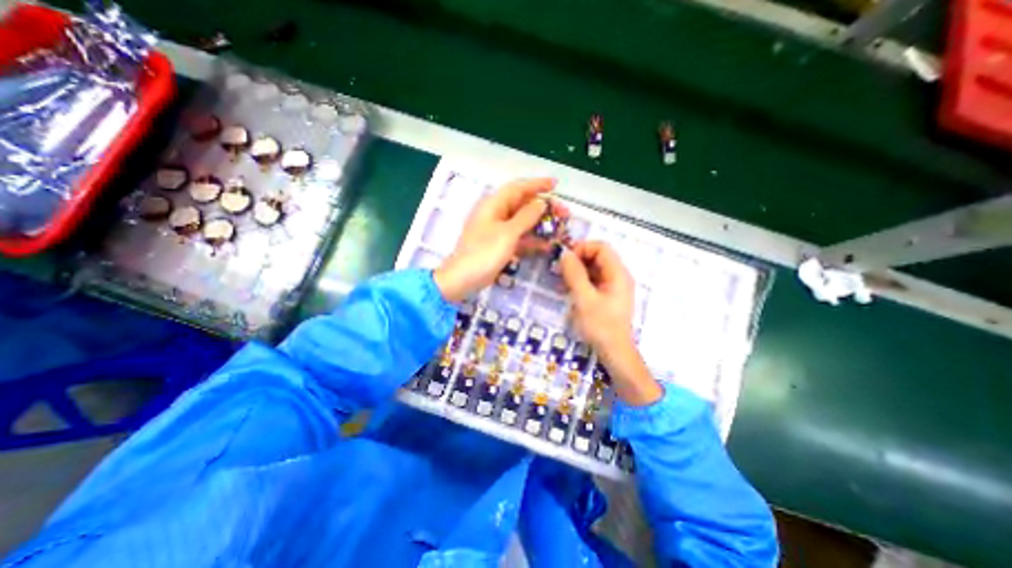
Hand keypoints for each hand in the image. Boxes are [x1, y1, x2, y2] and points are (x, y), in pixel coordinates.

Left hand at [435, 176, 560, 300]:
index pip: (517, 188)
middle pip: (523, 205)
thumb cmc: (484, 252)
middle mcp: (496, 214)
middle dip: (544, 207)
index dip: (537, 184)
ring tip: (561, 228)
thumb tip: (541, 203)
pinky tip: (548, 244)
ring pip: (523, 222)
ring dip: (541, 224)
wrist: (464, 279)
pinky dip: (533, 240)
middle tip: (564, 213)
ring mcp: (499, 231)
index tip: (555, 185)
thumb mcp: (507, 233)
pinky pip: (520, 238)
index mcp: (493, 205)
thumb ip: (526, 217)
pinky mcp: (501, 245)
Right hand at [558, 242, 661, 405]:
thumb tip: (564, 254)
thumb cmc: (600, 326)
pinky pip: (592, 282)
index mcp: (617, 274)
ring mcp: (613, 287)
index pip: (601, 248)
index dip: (582, 248)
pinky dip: (579, 282)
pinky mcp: (606, 296)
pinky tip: (566, 291)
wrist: (614, 353)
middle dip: (577, 260)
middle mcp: (618, 276)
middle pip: (597, 257)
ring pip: (593, 269)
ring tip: (560, 282)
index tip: (565, 259)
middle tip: (559, 271)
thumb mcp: (584, 299)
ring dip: (576, 272)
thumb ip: (574, 274)